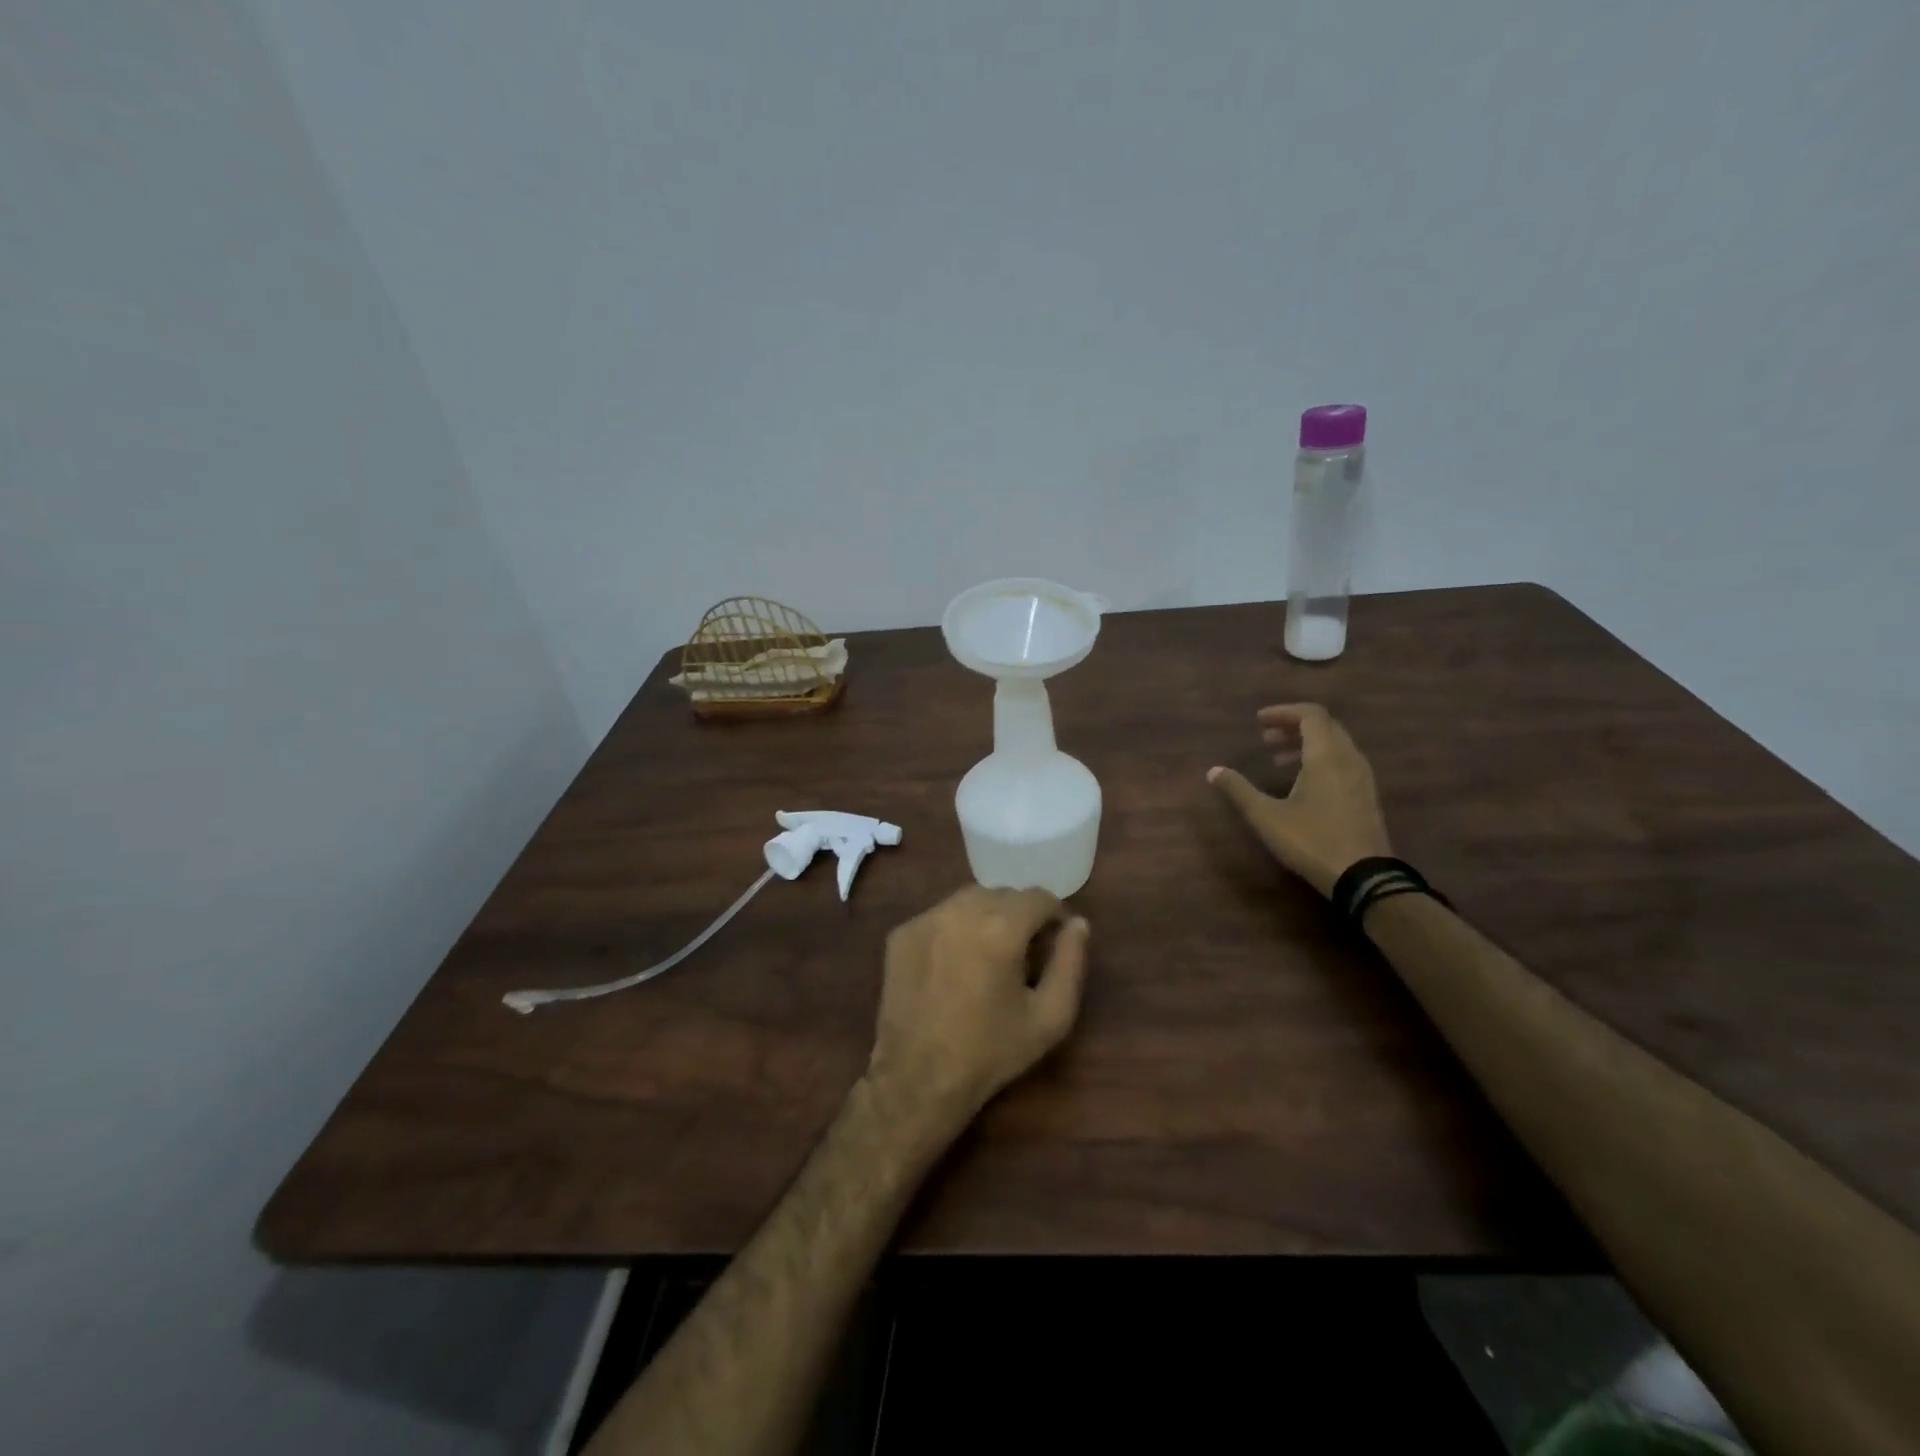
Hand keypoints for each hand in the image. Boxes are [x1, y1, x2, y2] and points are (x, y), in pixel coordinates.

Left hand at [866, 886, 1090, 1135]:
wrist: (919, 1078)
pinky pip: (939, 916)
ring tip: (989, 954)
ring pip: (968, 899)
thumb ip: (1070, 963)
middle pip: (1003, 894)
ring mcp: (926, 919)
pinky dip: (954, 929)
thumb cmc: (992, 1051)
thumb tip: (1077, 924)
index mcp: (1001, 927)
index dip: (1054, 915)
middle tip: (1023, 952)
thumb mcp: (1050, 1017)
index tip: (1055, 939)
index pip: (1038, 897)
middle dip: (1019, 915)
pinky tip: (954, 963)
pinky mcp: (902, 933)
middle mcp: (961, 910)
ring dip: (986, 916)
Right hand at [1208, 702, 1391, 896]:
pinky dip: (1321, 759)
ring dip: (1307, 744)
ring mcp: (1362, 777)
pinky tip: (1302, 781)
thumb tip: (1213, 771)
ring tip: (1279, 758)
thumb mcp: (1266, 816)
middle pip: (1325, 726)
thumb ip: (1238, 790)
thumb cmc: (1312, 840)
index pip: (1310, 715)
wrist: (1364, 876)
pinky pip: (1343, 761)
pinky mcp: (1366, 794)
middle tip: (1266, 738)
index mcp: (1326, 755)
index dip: (1284, 712)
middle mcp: (1349, 758)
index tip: (1259, 721)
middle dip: (1293, 726)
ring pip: (1336, 744)